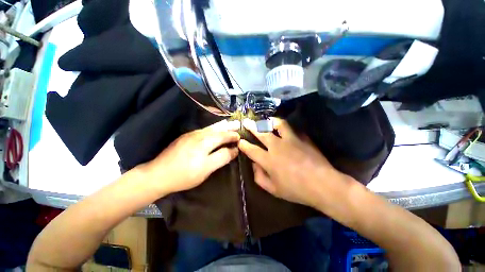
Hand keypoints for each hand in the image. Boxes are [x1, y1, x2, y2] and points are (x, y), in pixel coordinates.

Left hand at [141, 119, 240, 194]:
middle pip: (218, 128)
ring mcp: (191, 134)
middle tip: (238, 124)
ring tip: (229, 124)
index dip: (233, 136)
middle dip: (229, 126)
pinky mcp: (186, 137)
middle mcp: (199, 134)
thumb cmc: (184, 174)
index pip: (224, 136)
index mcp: (205, 141)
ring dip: (221, 126)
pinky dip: (213, 129)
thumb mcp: (206, 169)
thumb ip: (222, 157)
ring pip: (211, 127)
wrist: (157, 174)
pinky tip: (215, 130)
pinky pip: (204, 129)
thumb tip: (235, 150)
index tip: (240, 138)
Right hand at [238, 118, 350, 208]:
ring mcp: (290, 140)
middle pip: (261, 133)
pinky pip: (291, 129)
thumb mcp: (273, 189)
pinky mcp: (301, 138)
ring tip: (267, 120)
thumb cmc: (296, 190)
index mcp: (268, 160)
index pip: (251, 149)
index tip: (240, 141)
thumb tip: (254, 165)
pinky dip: (285, 127)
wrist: (322, 184)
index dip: (243, 144)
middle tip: (246, 122)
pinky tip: (283, 128)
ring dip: (269, 121)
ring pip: (277, 125)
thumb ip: (259, 177)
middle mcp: (276, 147)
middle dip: (251, 127)